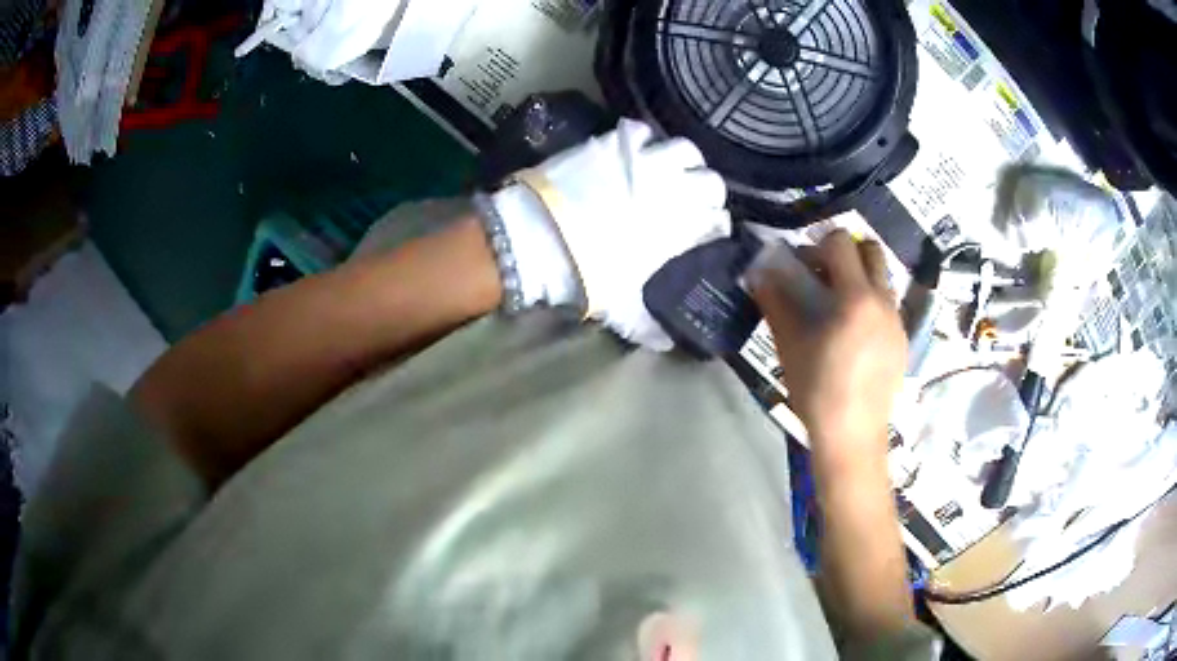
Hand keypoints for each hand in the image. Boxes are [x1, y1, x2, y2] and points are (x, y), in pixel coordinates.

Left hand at [487, 118, 730, 350]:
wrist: (540, 239)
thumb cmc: (588, 274)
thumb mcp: (623, 310)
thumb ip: (651, 327)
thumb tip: (669, 343)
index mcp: (682, 227)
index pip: (720, 220)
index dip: (715, 226)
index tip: (705, 231)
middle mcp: (674, 189)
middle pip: (712, 181)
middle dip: (706, 191)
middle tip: (688, 200)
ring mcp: (645, 161)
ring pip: (684, 149)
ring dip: (682, 161)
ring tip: (667, 171)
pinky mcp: (615, 143)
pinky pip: (640, 132)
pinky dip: (640, 141)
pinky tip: (631, 153)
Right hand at [748, 231, 905, 456]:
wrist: (853, 435)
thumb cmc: (817, 390)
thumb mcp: (790, 345)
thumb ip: (776, 302)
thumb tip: (759, 272)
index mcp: (855, 297)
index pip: (840, 243)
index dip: (818, 244)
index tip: (803, 265)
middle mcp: (883, 301)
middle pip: (871, 250)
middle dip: (846, 253)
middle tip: (824, 276)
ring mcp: (897, 321)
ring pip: (882, 278)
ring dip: (860, 277)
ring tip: (838, 306)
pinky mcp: (903, 340)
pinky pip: (888, 305)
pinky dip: (870, 304)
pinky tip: (853, 335)